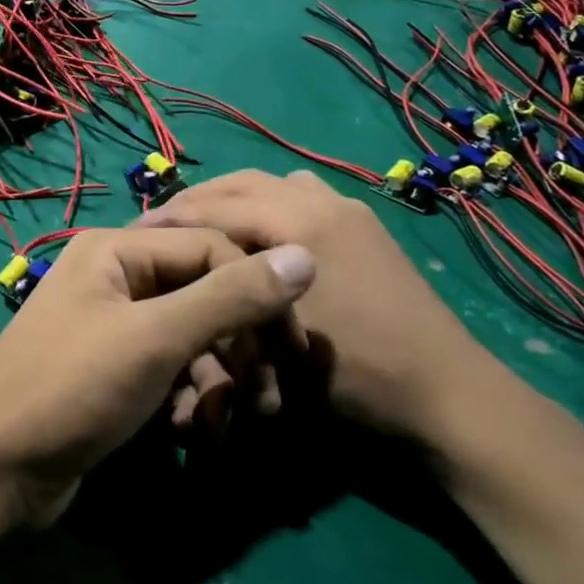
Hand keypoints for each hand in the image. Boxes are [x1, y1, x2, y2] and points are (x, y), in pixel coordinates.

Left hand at [0, 227, 314, 527]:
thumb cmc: (72, 388)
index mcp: (118, 249)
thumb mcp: (156, 338)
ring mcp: (114, 327)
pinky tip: (191, 434)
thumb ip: (231, 297)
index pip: (212, 249)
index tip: (294, 346)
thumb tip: (305, 257)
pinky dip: (188, 399)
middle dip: (239, 347)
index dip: (258, 293)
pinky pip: (170, 370)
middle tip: (269, 396)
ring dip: (217, 381)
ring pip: (191, 339)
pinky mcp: (114, 372)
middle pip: (203, 295)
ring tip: (223, 426)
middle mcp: (116, 278)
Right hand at [140, 170, 518, 451]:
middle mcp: (324, 202)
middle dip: (197, 200)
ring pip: (274, 185)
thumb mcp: (278, 345)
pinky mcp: (364, 230)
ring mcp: (350, 213)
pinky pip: (303, 199)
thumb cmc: (357, 379)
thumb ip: (228, 297)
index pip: (217, 204)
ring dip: (233, 200)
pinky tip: (258, 240)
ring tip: (203, 229)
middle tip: (161, 226)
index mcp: (301, 222)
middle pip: (242, 182)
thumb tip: (180, 279)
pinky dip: (269, 207)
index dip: (171, 217)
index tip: (135, 233)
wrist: (448, 400)